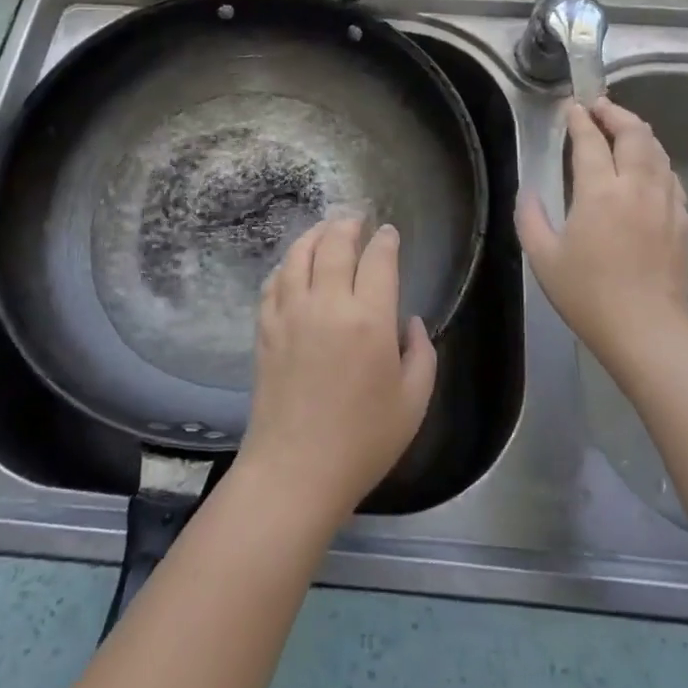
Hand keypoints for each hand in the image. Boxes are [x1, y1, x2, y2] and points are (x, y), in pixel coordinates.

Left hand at [237, 218, 437, 526]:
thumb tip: (409, 321)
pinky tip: (293, 265)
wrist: (296, 470)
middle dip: (348, 224)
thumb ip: (422, 352)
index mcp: (369, 319)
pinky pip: (274, 281)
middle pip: (335, 244)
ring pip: (299, 254)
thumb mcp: (414, 401)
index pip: (378, 260)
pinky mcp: (265, 328)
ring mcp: (290, 313)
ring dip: (315, 234)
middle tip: (356, 218)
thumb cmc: (363, 441)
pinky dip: (286, 264)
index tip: (389, 233)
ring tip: (325, 229)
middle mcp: (327, 304)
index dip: (385, 240)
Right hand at [516, 99, 687, 383]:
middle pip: (634, 134)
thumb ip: (530, 218)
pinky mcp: (681, 220)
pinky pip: (671, 176)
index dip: (580, 120)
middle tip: (599, 107)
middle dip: (615, 114)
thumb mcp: (543, 257)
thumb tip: (529, 192)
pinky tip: (649, 167)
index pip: (590, 141)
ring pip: (658, 151)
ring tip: (624, 127)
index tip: (572, 108)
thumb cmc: (587, 295)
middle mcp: (636, 187)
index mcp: (599, 193)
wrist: (645, 330)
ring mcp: (664, 202)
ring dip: (639, 132)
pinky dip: (657, 161)